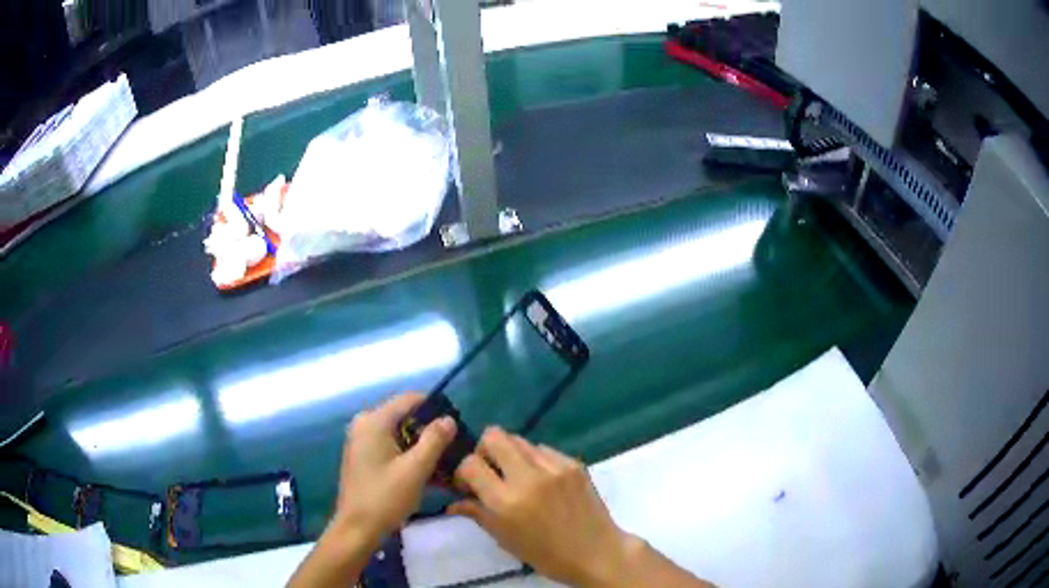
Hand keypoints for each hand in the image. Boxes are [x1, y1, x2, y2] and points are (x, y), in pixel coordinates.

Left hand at [289, 394, 455, 587]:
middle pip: (405, 417)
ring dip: (422, 447)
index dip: (435, 408)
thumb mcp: (415, 469)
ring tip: (446, 464)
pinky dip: (409, 457)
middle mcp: (365, 424)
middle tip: (455, 449)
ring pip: (400, 435)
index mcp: (373, 421)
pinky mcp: (364, 457)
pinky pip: (392, 448)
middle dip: (430, 432)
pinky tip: (430, 474)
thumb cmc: (385, 497)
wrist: (357, 529)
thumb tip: (448, 419)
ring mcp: (362, 441)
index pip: (409, 399)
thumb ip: (434, 440)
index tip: (457, 426)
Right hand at [449, 428, 638, 586]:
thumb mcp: (505, 539)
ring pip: (520, 440)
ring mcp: (554, 467)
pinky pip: (544, 449)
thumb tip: (453, 502)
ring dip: (511, 454)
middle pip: (494, 436)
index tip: (468, 484)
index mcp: (506, 502)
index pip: (470, 464)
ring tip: (517, 475)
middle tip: (490, 470)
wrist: (596, 553)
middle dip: (485, 450)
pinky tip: (542, 480)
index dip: (463, 471)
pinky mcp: (574, 463)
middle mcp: (528, 478)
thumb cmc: (546, 554)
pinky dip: (535, 460)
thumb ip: (478, 514)